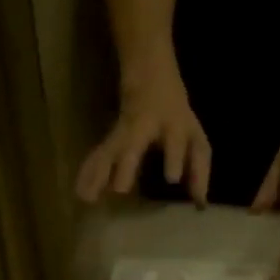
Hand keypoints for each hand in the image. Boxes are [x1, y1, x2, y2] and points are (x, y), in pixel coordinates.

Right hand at [74, 70, 210, 205]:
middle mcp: (144, 128)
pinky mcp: (110, 137)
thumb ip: (199, 171)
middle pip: (132, 145)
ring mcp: (123, 131)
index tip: (172, 179)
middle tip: (119, 190)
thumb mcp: (196, 139)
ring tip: (87, 197)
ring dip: (97, 174)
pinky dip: (88, 172)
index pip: (173, 141)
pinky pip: (98, 156)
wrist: (150, 75)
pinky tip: (79, 191)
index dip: (173, 157)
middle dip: (125, 166)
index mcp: (171, 126)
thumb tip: (199, 204)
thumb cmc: (178, 117)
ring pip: (109, 151)